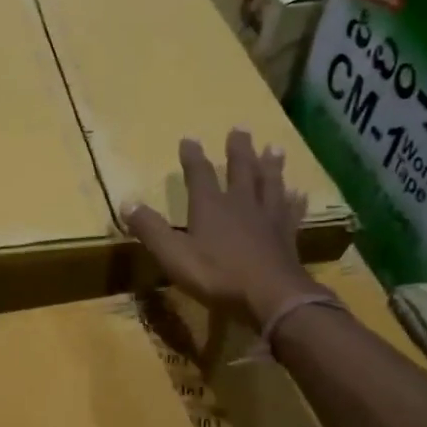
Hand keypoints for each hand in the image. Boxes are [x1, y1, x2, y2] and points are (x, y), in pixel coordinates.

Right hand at [123, 130, 319, 327]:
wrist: (271, 296)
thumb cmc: (217, 275)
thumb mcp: (173, 254)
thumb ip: (150, 229)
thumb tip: (127, 202)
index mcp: (211, 206)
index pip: (199, 174)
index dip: (193, 156)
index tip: (189, 138)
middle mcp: (241, 204)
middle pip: (241, 170)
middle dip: (238, 150)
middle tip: (240, 129)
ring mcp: (268, 219)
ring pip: (270, 184)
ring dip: (271, 166)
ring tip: (274, 149)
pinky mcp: (287, 236)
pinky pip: (291, 212)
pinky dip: (295, 201)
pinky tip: (299, 194)